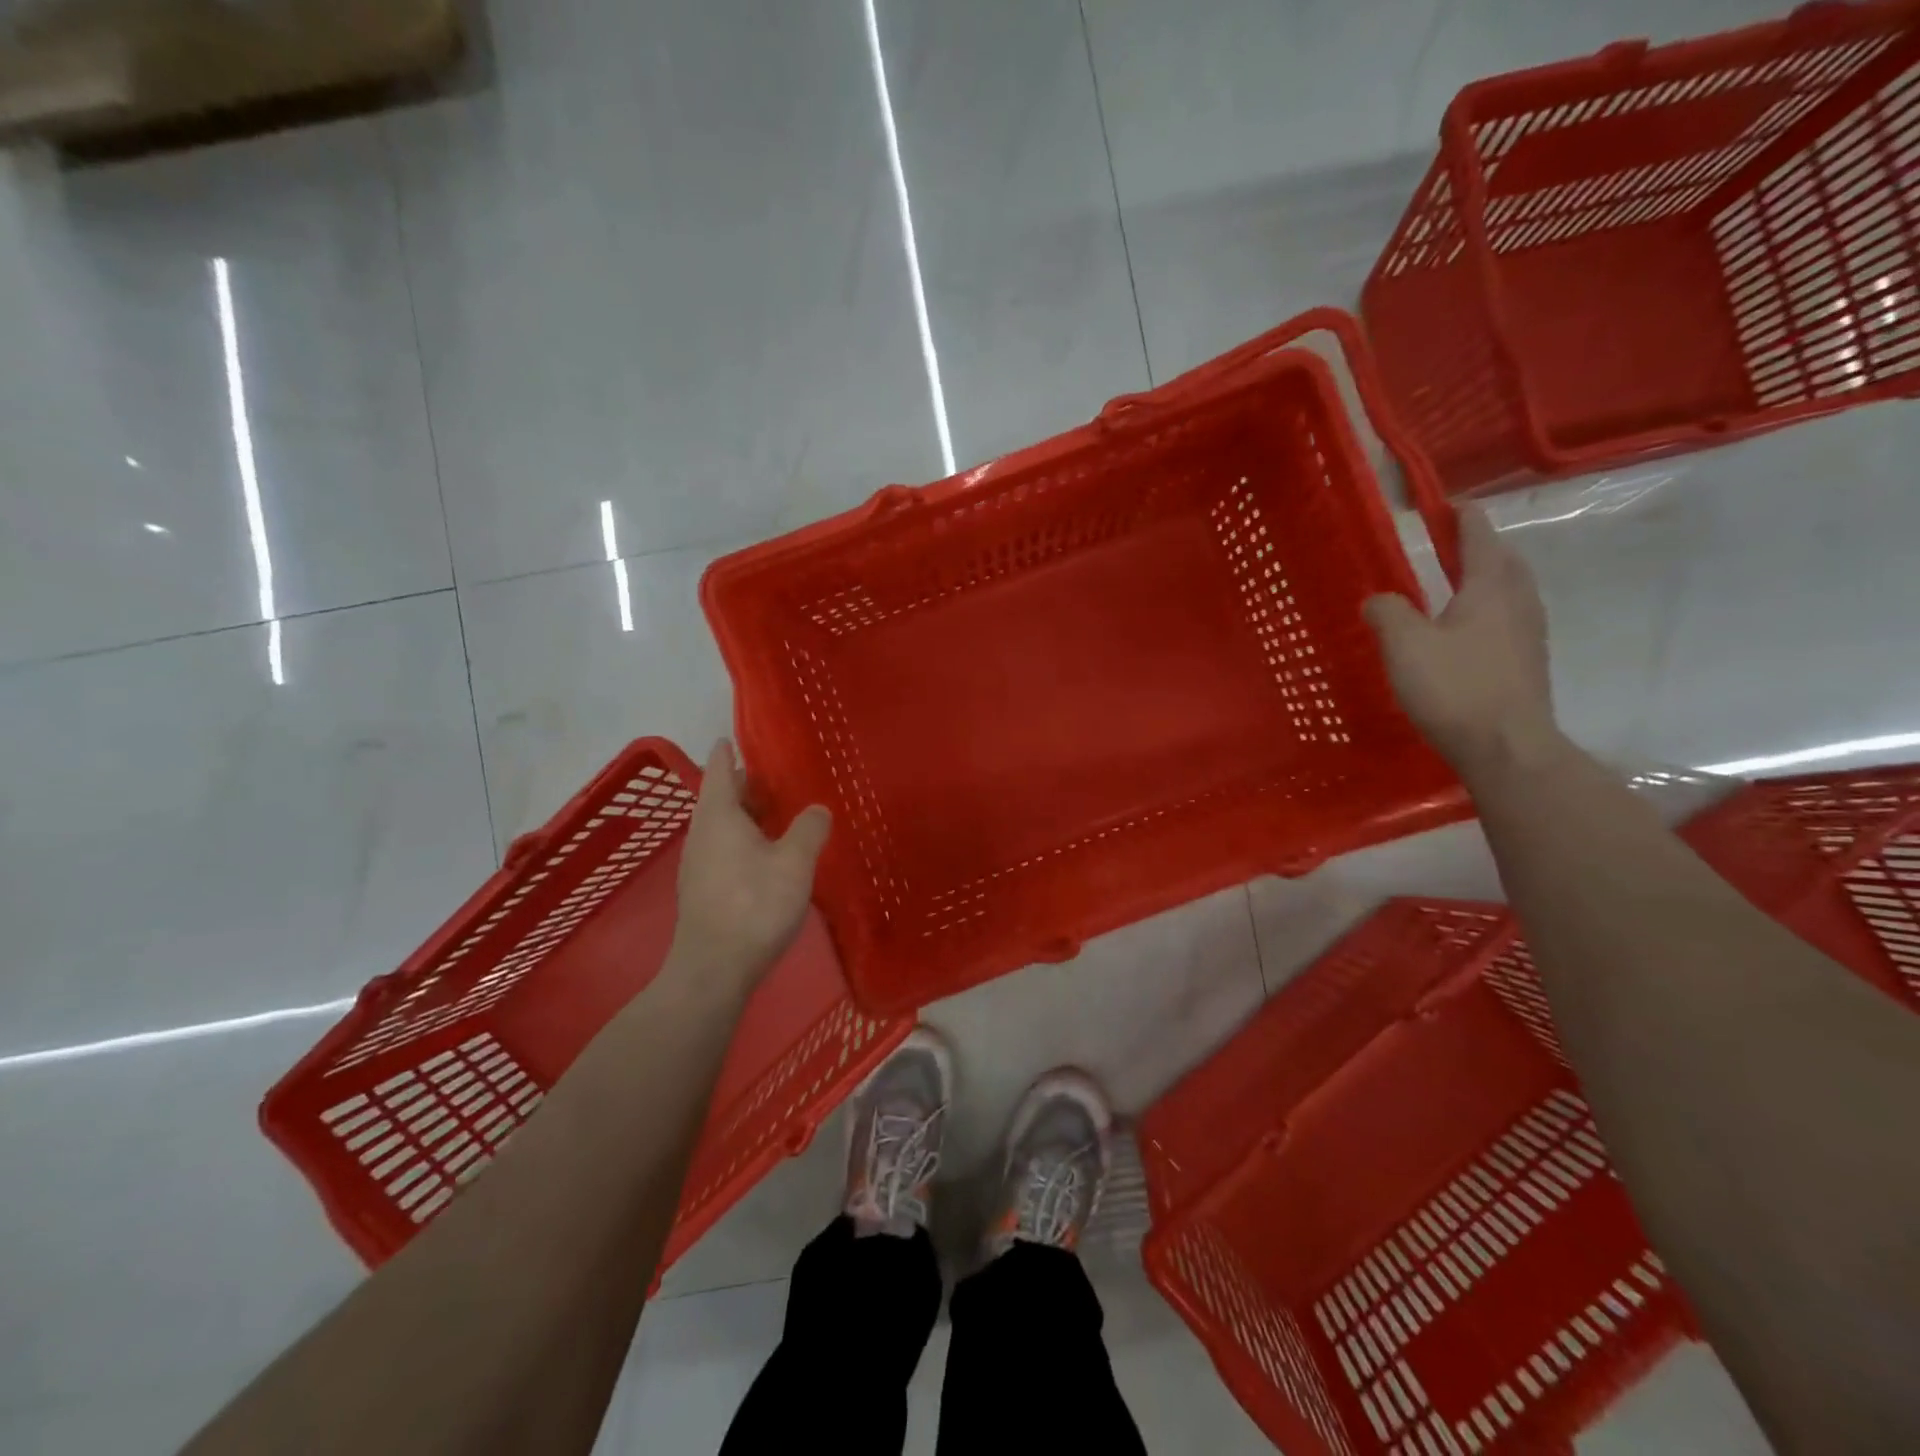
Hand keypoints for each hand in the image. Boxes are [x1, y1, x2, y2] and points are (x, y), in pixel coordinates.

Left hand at [671, 740, 831, 988]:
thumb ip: (809, 829)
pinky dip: (742, 838)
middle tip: (777, 776)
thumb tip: (817, 809)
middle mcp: (702, 834)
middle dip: (744, 785)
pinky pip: (723, 848)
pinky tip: (765, 853)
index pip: (719, 770)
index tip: (735, 737)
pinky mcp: (703, 889)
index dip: (727, 752)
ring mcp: (698, 864)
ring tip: (777, 812)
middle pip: (719, 798)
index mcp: (719, 817)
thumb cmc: (754, 905)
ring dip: (745, 814)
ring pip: (721, 825)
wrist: (714, 969)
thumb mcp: (794, 863)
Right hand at [1363, 507, 1560, 779]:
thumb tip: (1378, 598)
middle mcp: (1518, 601)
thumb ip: (1387, 612)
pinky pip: (1508, 618)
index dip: (1460, 516)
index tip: (1442, 505)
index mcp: (1490, 587)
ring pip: (1510, 589)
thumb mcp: (1405, 645)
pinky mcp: (1527, 662)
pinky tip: (1467, 629)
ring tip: (1456, 582)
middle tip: (1448, 542)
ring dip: (1486, 577)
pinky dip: (1488, 608)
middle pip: (1503, 559)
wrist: (1507, 748)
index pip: (1478, 535)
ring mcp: (1528, 633)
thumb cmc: (1454, 687)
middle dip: (1478, 545)